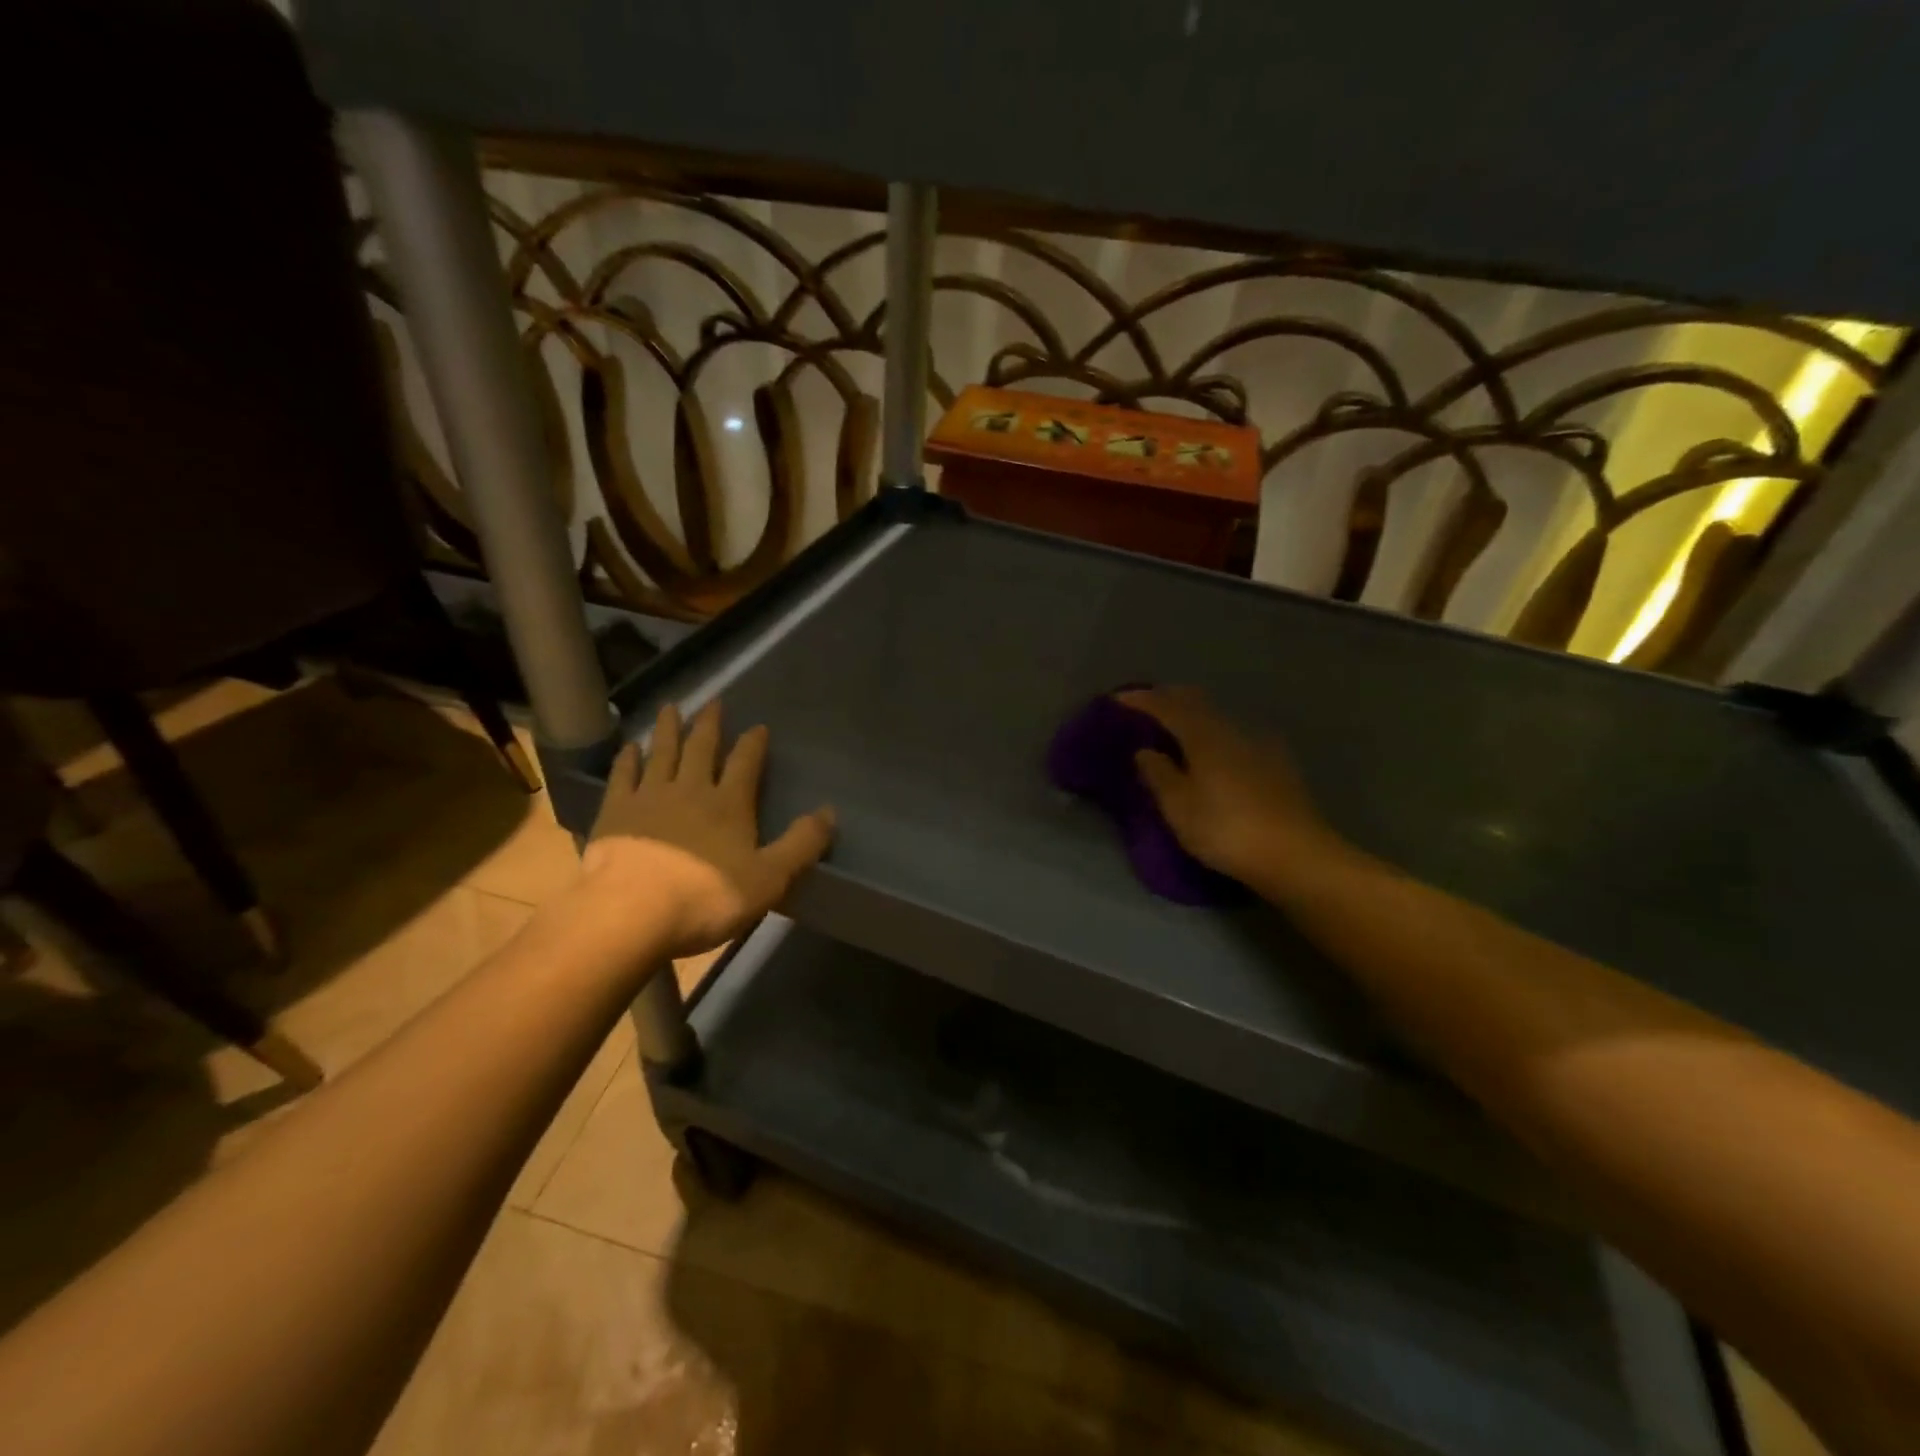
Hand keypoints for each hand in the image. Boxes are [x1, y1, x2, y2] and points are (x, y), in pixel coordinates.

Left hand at [582, 701, 834, 957]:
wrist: (630, 913)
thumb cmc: (707, 898)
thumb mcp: (769, 878)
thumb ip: (801, 844)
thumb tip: (830, 812)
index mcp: (729, 805)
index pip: (745, 763)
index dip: (754, 744)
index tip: (759, 726)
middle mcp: (690, 790)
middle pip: (701, 749)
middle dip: (710, 725)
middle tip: (713, 702)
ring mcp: (648, 798)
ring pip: (661, 754)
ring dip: (668, 730)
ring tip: (670, 708)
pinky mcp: (615, 814)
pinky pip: (623, 777)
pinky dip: (627, 760)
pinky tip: (629, 749)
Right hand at [1119, 686, 1342, 888]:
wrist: (1297, 855)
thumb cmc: (1227, 830)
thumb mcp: (1179, 808)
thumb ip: (1158, 774)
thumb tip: (1145, 750)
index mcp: (1204, 736)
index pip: (1167, 706)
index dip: (1140, 700)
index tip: (1116, 699)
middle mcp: (1232, 730)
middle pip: (1196, 702)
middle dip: (1167, 699)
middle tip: (1143, 706)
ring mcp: (1259, 744)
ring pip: (1217, 717)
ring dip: (1191, 716)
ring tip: (1173, 729)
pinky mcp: (1276, 764)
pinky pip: (1233, 735)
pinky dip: (1212, 734)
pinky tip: (1211, 752)